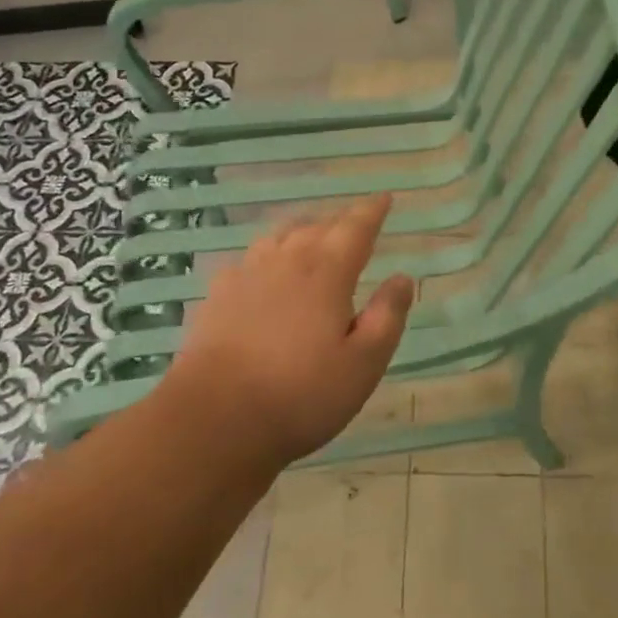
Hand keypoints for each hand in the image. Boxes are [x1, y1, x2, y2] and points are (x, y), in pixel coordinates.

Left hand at [169, 195, 414, 468]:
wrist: (215, 419)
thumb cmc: (301, 394)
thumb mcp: (364, 363)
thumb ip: (387, 316)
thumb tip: (402, 277)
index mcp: (327, 272)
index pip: (355, 228)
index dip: (372, 211)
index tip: (384, 198)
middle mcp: (287, 261)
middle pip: (317, 226)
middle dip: (340, 221)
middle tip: (355, 222)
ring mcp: (247, 276)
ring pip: (279, 236)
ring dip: (302, 231)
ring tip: (313, 237)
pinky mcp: (218, 297)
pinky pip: (249, 260)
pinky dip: (267, 256)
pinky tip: (264, 271)